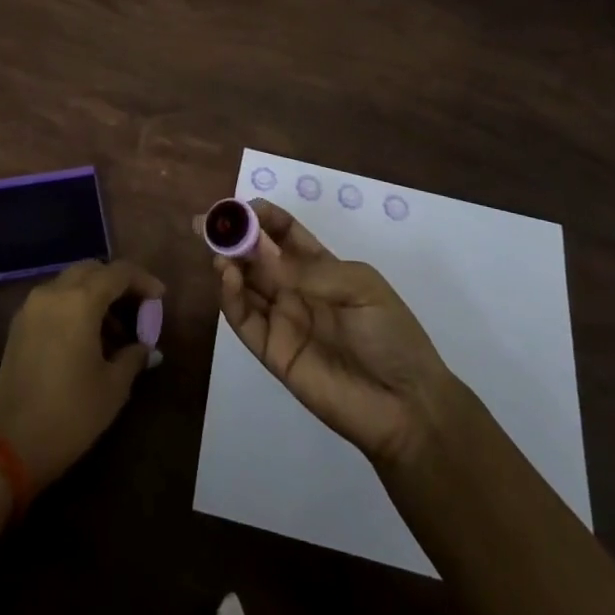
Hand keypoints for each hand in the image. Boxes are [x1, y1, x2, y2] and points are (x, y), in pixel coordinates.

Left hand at [0, 259, 163, 487]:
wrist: (8, 446)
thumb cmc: (69, 415)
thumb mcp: (112, 388)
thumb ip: (133, 357)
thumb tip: (147, 347)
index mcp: (79, 301)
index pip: (118, 272)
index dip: (143, 280)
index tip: (160, 298)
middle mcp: (53, 293)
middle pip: (91, 270)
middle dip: (117, 283)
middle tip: (138, 309)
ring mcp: (32, 307)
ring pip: (70, 282)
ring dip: (95, 295)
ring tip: (116, 332)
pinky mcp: (19, 325)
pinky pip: (54, 299)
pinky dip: (74, 306)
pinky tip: (87, 338)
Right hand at [208, 200, 470, 469]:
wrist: (407, 407)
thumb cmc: (391, 336)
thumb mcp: (360, 286)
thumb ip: (309, 270)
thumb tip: (259, 248)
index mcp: (320, 267)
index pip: (283, 233)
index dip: (262, 217)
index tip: (242, 207)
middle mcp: (295, 289)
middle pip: (256, 255)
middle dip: (233, 236)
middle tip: (207, 222)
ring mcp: (282, 320)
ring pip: (244, 284)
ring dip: (227, 262)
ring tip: (218, 249)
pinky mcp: (272, 352)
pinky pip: (244, 320)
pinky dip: (230, 297)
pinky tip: (227, 276)